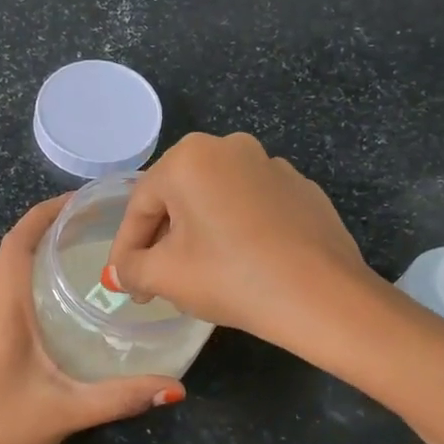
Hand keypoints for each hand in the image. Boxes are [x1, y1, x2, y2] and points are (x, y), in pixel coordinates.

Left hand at [0, 197, 185, 443]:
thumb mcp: (66, 410)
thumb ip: (120, 397)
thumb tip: (176, 387)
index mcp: (2, 309)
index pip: (18, 241)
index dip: (45, 212)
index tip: (82, 200)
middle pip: (15, 253)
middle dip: (52, 230)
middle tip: (99, 227)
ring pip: (11, 278)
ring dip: (42, 259)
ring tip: (89, 258)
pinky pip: (9, 301)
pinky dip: (35, 287)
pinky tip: (65, 308)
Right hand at [104, 132, 376, 350]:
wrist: (321, 295)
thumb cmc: (230, 277)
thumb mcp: (165, 277)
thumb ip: (131, 269)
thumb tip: (122, 271)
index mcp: (189, 157)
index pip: (140, 205)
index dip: (126, 248)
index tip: (124, 282)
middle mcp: (229, 148)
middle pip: (178, 198)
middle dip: (162, 240)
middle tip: (156, 282)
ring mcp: (271, 165)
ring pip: (216, 201)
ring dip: (199, 234)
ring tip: (199, 276)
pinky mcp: (301, 189)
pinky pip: (252, 208)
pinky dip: (237, 232)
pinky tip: (242, 266)